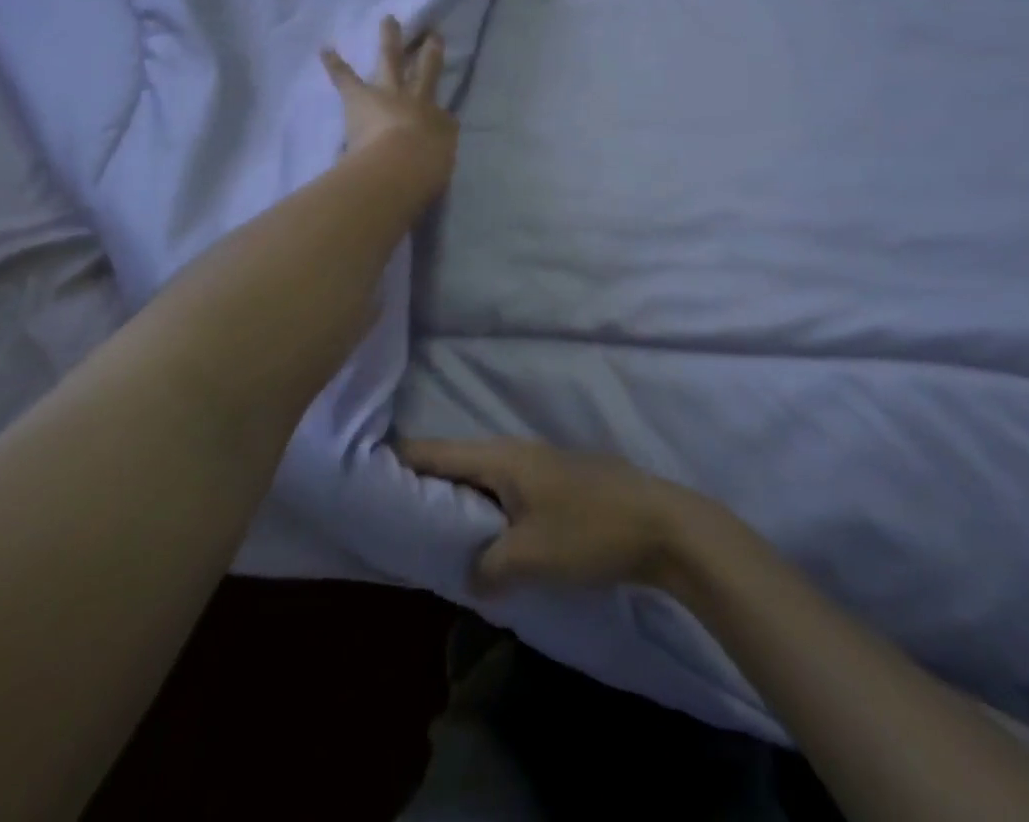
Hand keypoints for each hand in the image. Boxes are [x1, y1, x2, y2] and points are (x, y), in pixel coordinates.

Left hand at [321, 16, 457, 197]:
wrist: (400, 165)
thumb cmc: (424, 170)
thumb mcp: (438, 162)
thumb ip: (436, 153)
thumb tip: (435, 146)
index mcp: (436, 120)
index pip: (444, 112)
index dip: (445, 108)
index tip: (444, 101)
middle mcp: (416, 100)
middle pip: (424, 70)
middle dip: (427, 52)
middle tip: (430, 34)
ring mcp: (387, 94)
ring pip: (390, 60)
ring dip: (390, 39)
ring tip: (389, 20)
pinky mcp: (359, 98)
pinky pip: (345, 77)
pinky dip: (335, 63)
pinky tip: (325, 48)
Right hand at [399, 438, 711, 595]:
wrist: (661, 524)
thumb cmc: (590, 532)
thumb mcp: (530, 556)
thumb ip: (488, 565)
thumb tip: (472, 575)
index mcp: (502, 457)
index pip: (438, 452)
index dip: (402, 458)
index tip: (367, 466)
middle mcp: (517, 452)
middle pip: (459, 462)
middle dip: (426, 483)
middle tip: (391, 507)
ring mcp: (540, 467)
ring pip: (485, 478)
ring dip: (459, 499)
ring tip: (429, 526)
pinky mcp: (559, 486)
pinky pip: (508, 492)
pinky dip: (487, 509)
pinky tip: (484, 535)